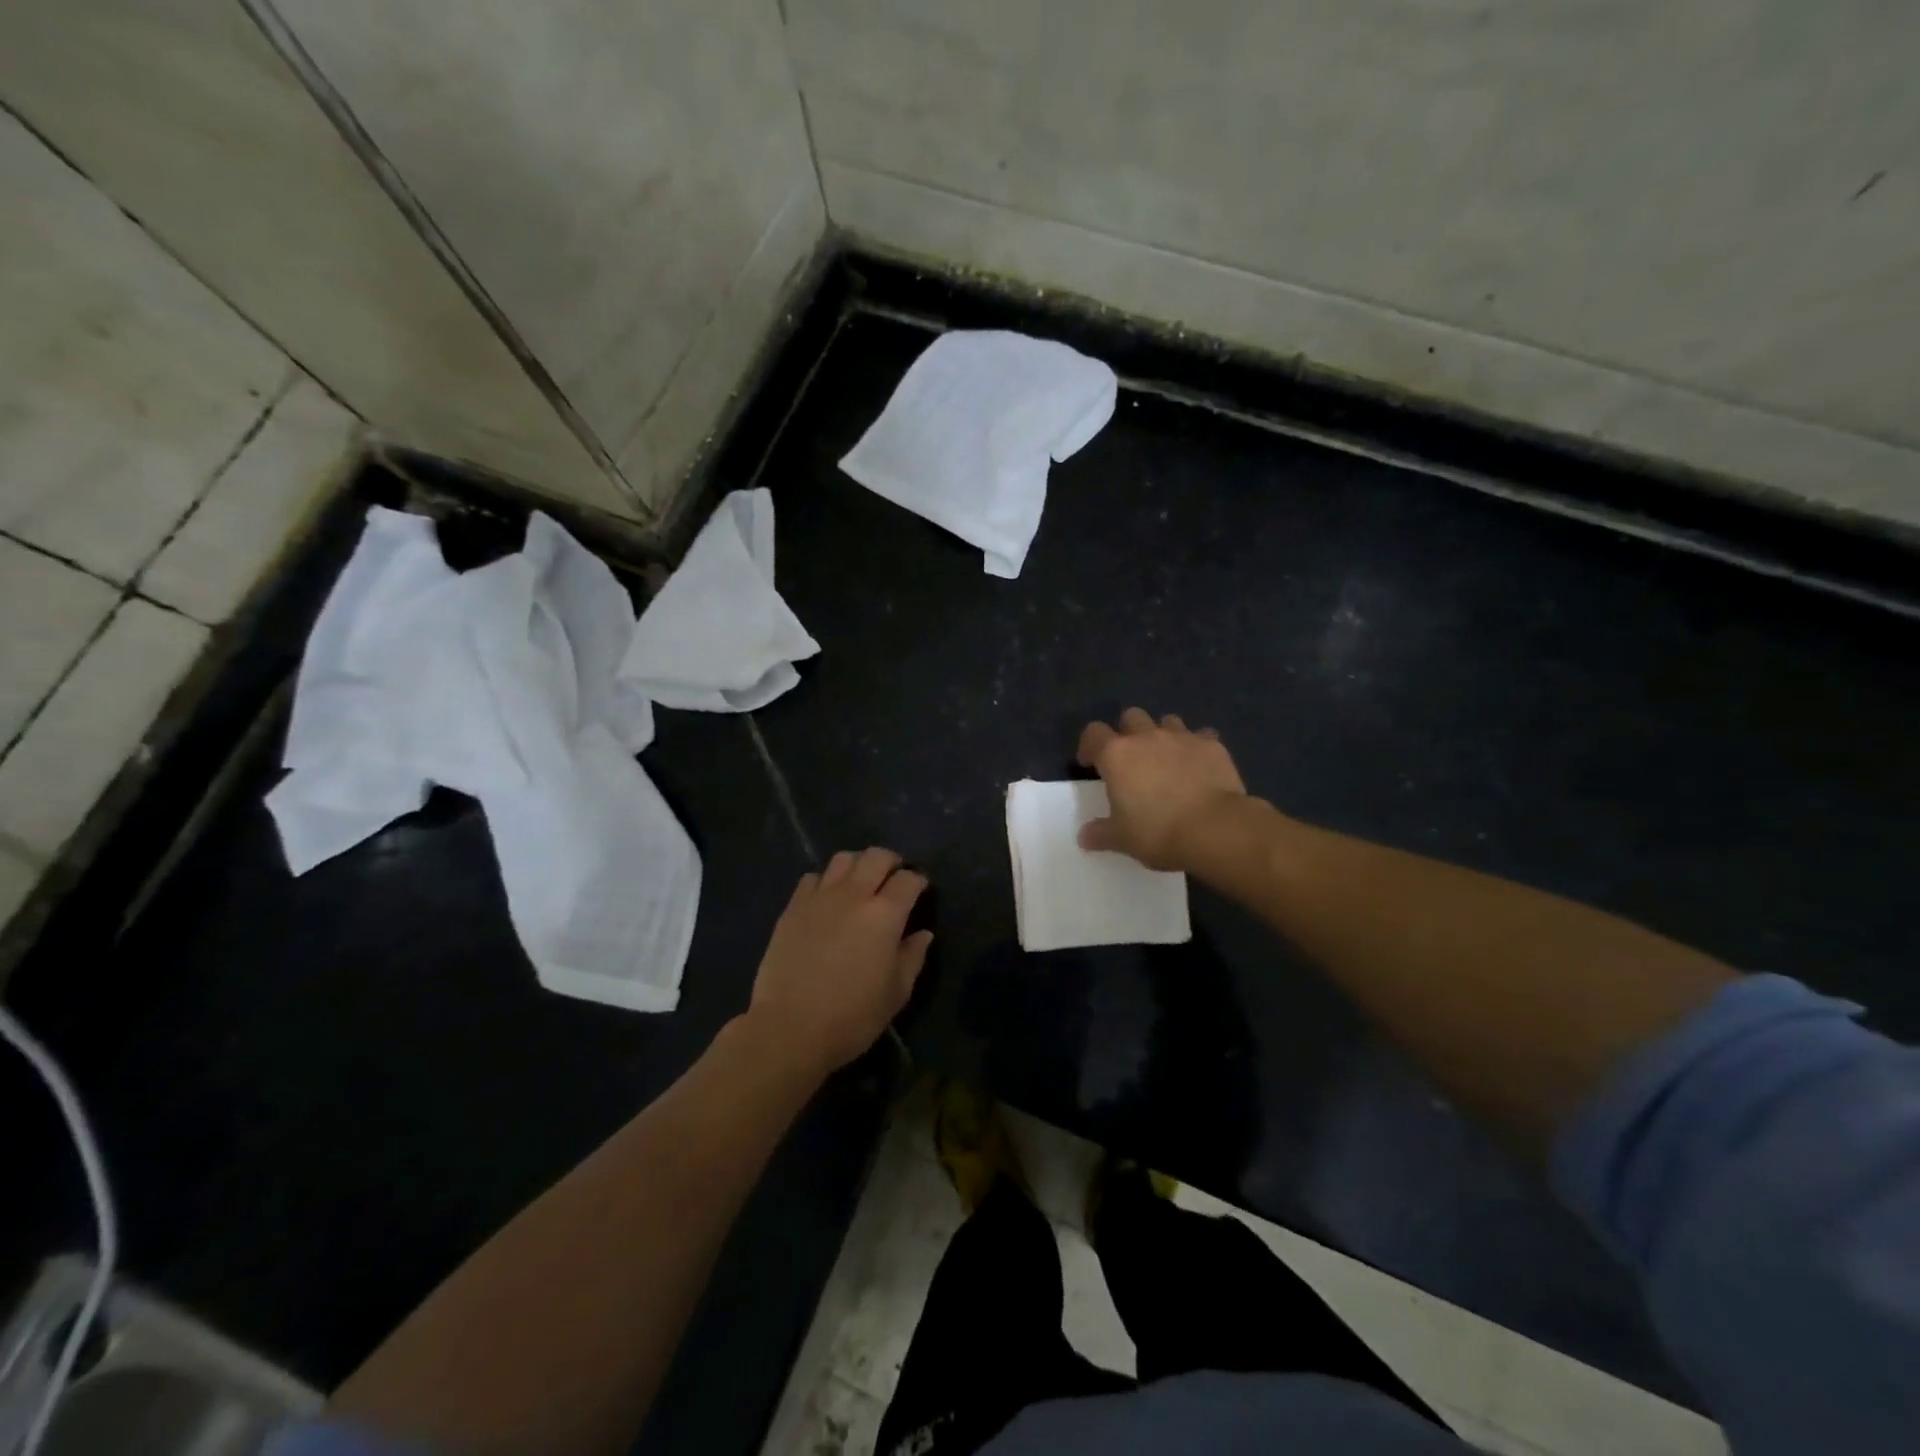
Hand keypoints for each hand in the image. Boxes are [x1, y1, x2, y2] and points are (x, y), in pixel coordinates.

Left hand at [745, 848, 932, 1076]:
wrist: (789, 1028)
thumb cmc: (852, 1016)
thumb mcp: (896, 993)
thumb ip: (913, 957)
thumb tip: (923, 934)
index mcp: (885, 914)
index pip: (908, 879)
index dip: (918, 881)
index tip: (920, 891)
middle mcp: (853, 895)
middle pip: (876, 856)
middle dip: (891, 862)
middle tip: (893, 880)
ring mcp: (819, 897)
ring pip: (844, 858)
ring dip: (858, 865)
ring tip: (860, 883)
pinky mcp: (792, 907)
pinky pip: (813, 877)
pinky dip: (826, 881)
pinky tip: (828, 899)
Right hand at [1077, 708, 1248, 870]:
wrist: (1215, 829)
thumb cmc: (1158, 832)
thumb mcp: (1121, 839)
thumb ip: (1100, 833)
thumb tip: (1085, 836)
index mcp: (1117, 755)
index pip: (1093, 733)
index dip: (1089, 746)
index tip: (1091, 764)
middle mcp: (1147, 737)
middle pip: (1131, 717)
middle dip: (1128, 732)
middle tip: (1132, 759)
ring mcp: (1182, 738)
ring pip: (1168, 721)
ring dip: (1163, 735)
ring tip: (1167, 759)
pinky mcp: (1212, 746)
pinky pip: (1201, 737)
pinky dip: (1197, 747)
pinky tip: (1200, 766)